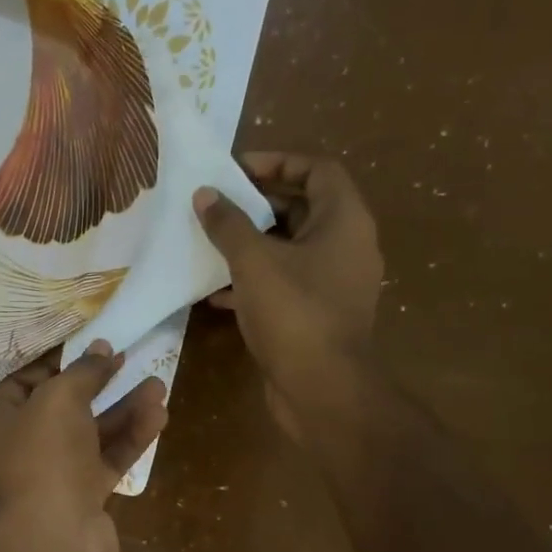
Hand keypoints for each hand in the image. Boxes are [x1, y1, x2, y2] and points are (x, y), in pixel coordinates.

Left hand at [0, 342, 167, 551]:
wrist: (53, 538)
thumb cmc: (42, 456)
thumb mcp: (59, 398)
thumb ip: (83, 372)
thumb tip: (101, 350)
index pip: (21, 383)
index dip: (57, 363)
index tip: (89, 349)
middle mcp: (15, 451)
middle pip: (60, 410)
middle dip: (97, 386)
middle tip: (126, 361)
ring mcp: (49, 478)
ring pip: (88, 436)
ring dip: (122, 411)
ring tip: (158, 387)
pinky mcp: (80, 500)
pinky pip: (105, 461)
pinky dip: (128, 440)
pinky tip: (158, 415)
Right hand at [194, 152, 383, 441]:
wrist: (322, 389)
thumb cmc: (294, 313)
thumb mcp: (253, 262)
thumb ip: (228, 224)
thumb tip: (205, 195)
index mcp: (344, 221)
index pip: (317, 170)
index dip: (277, 161)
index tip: (236, 169)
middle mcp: (346, 246)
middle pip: (302, 208)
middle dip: (257, 205)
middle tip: (217, 206)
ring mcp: (334, 283)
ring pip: (290, 249)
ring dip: (251, 244)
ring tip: (210, 243)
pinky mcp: (318, 314)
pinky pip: (285, 284)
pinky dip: (254, 281)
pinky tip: (216, 292)